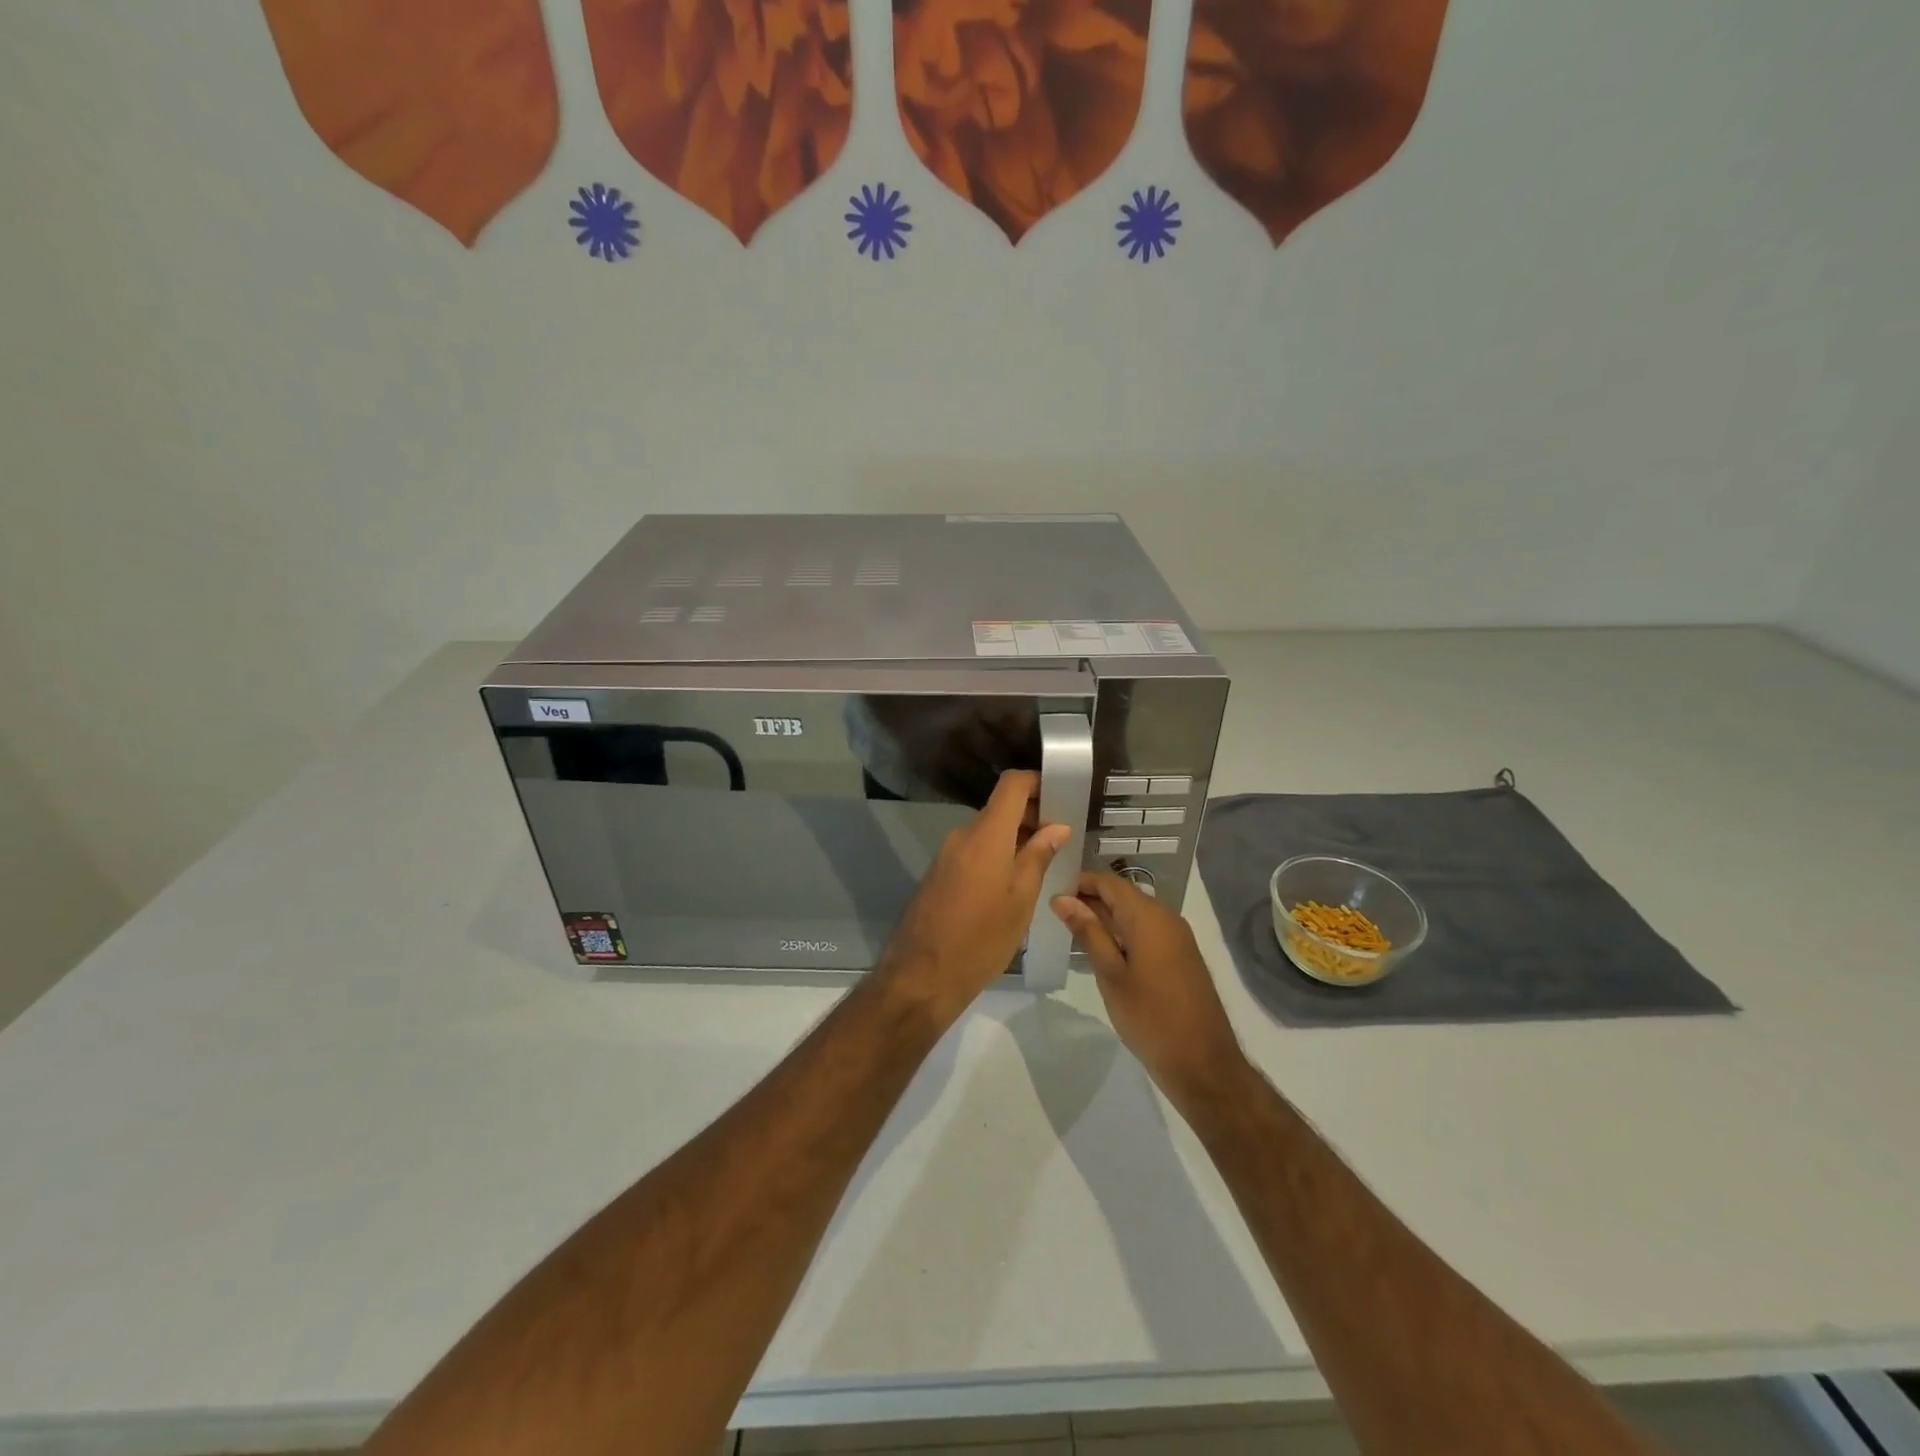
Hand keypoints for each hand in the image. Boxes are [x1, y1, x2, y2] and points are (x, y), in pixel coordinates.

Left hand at [881, 770, 1070, 1012]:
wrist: (922, 975)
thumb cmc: (981, 938)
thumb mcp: (1020, 899)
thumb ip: (1038, 857)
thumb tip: (1057, 827)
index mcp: (986, 834)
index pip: (1012, 784)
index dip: (1037, 782)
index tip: (1061, 796)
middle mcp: (963, 835)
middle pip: (1000, 808)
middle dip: (1032, 816)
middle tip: (1061, 840)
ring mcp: (948, 853)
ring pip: (988, 831)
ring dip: (1015, 839)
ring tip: (1044, 864)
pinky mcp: (940, 872)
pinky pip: (974, 850)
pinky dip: (997, 854)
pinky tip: (1014, 882)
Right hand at [1051, 873, 1249, 1109]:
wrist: (1203, 1064)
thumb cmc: (1150, 1017)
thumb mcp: (1111, 974)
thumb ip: (1088, 932)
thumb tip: (1062, 898)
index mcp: (1148, 916)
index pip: (1108, 882)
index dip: (1079, 881)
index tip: (1050, 891)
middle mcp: (1166, 917)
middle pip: (1122, 895)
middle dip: (1089, 900)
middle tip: (1054, 913)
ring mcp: (1177, 937)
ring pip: (1134, 914)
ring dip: (1105, 918)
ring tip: (1071, 931)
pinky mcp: (1181, 956)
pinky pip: (1147, 931)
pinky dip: (1123, 933)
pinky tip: (1102, 950)